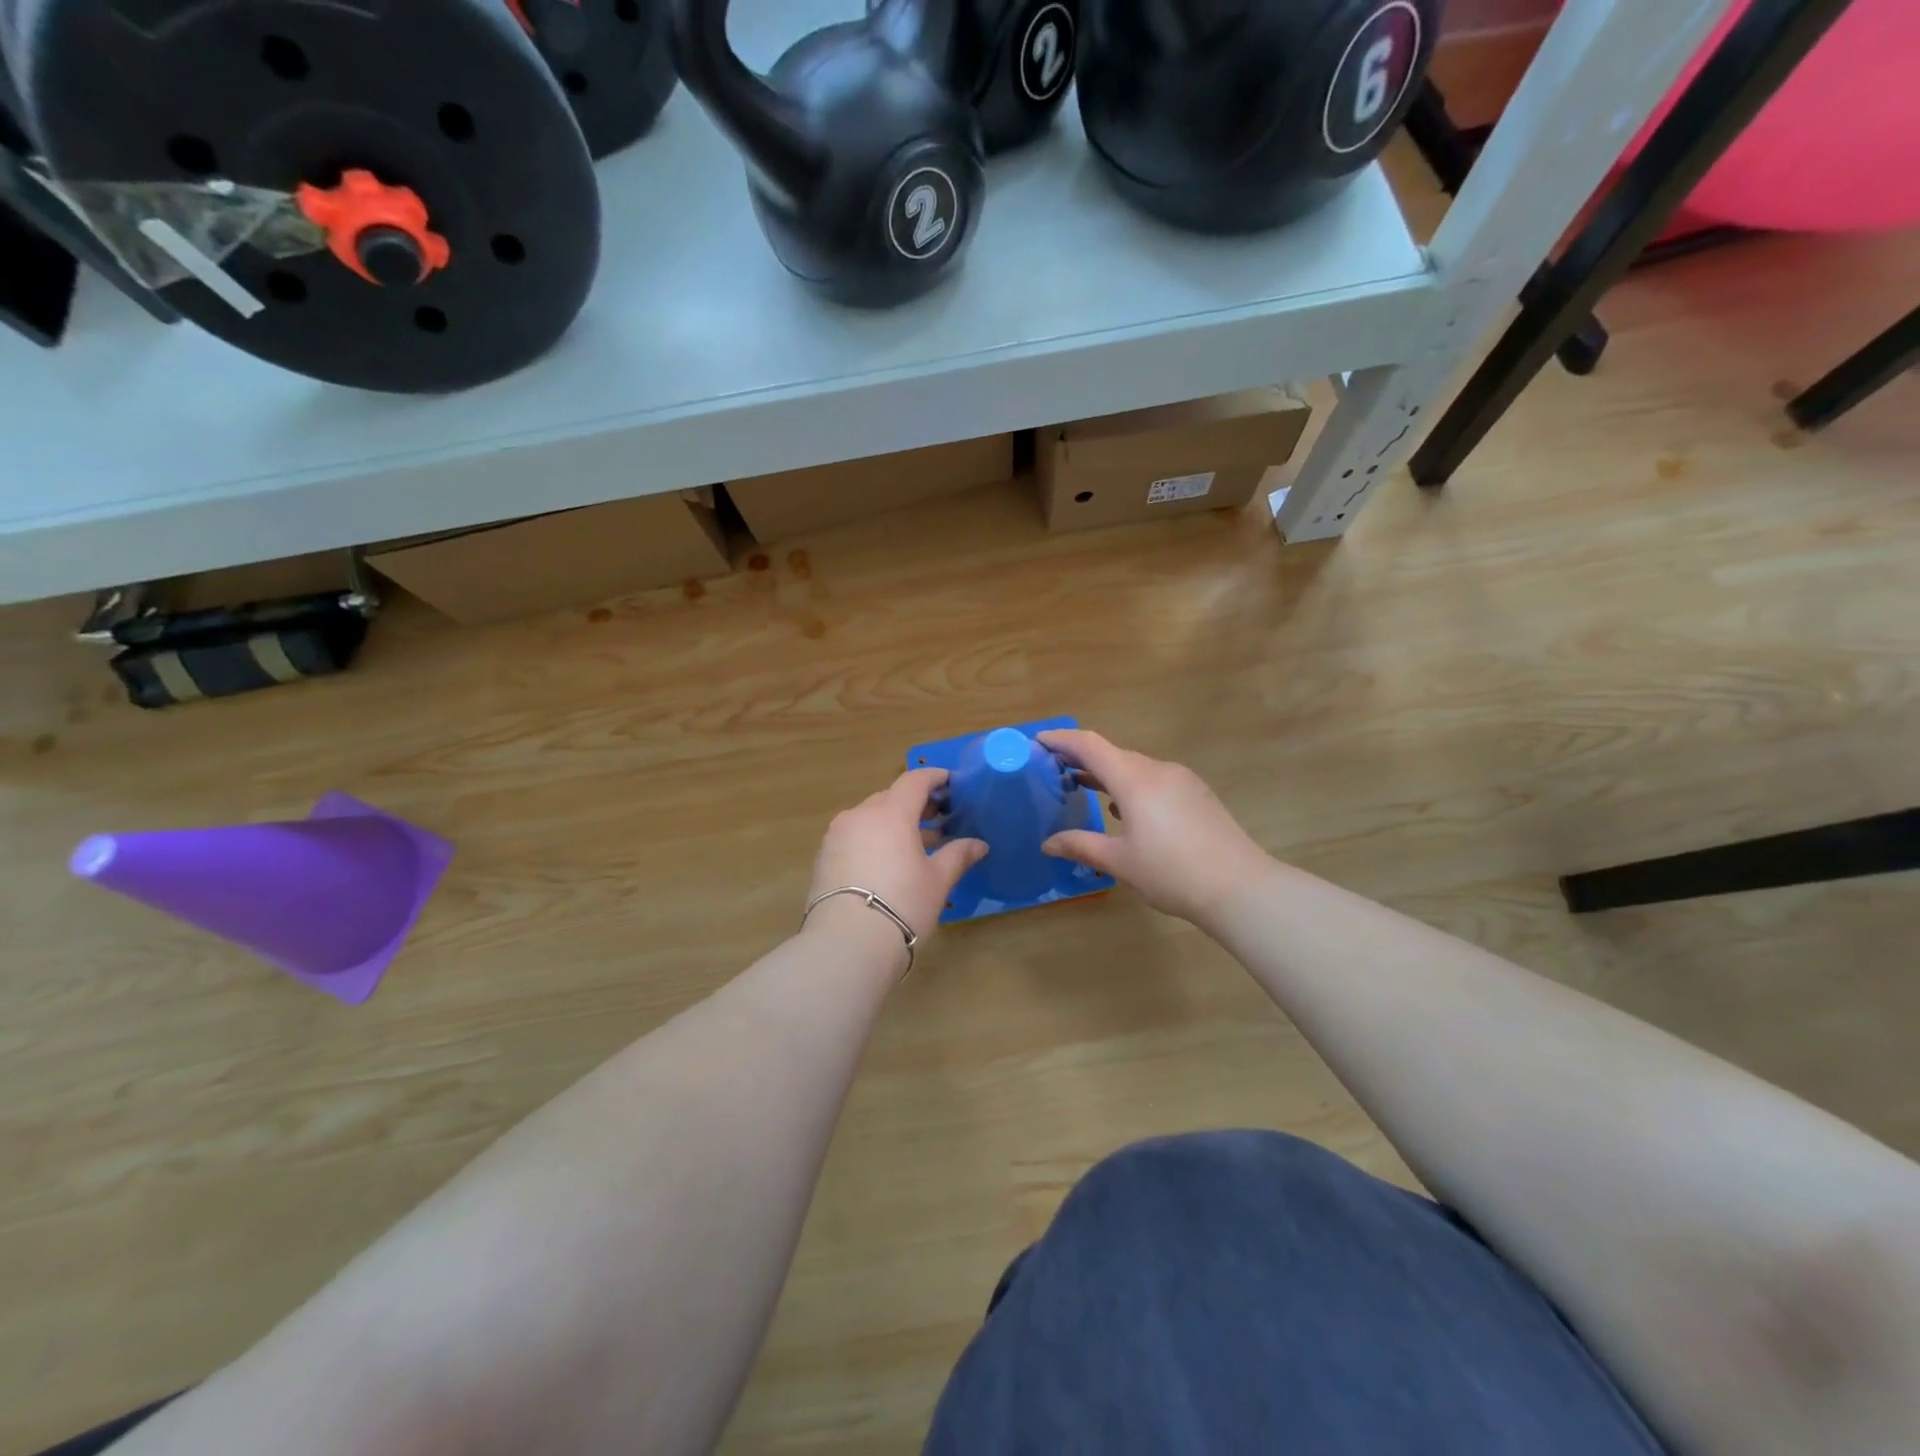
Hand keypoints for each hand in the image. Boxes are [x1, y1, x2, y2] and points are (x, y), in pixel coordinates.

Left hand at [806, 767, 987, 948]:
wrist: (846, 944)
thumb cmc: (902, 904)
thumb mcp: (937, 880)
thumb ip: (958, 855)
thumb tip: (979, 844)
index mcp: (891, 813)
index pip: (914, 781)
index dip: (934, 778)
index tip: (951, 782)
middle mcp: (860, 815)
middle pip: (890, 798)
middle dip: (915, 804)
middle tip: (938, 818)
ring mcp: (837, 835)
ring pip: (870, 817)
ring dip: (893, 823)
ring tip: (916, 845)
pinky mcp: (823, 857)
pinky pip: (854, 836)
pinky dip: (873, 839)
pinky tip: (887, 862)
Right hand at [1038, 729, 1270, 926]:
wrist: (1240, 887)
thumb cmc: (1172, 872)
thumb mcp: (1120, 862)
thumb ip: (1081, 846)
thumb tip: (1048, 843)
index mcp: (1135, 780)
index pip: (1090, 745)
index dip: (1061, 739)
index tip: (1037, 742)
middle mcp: (1158, 770)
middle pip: (1113, 754)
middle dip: (1081, 758)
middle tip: (1052, 770)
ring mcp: (1182, 781)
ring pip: (1135, 767)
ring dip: (1107, 773)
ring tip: (1082, 787)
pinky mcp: (1197, 794)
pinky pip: (1154, 779)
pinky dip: (1130, 785)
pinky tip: (1124, 809)